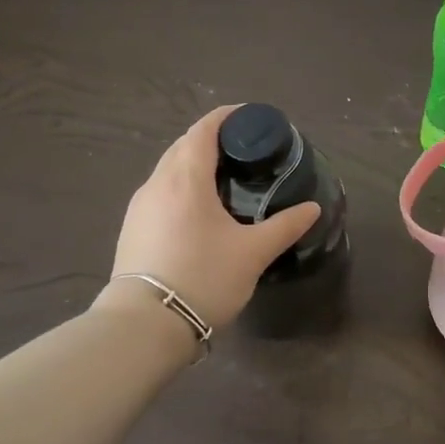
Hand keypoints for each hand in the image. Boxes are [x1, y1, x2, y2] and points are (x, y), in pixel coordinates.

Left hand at [110, 106, 320, 327]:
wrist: (144, 326)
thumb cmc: (203, 278)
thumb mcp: (253, 253)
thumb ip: (284, 226)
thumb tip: (312, 208)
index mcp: (185, 178)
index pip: (204, 129)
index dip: (227, 117)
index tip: (251, 118)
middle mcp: (157, 183)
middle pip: (184, 145)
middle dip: (213, 139)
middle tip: (245, 149)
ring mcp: (140, 207)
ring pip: (169, 169)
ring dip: (195, 163)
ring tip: (225, 178)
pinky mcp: (132, 229)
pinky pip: (161, 191)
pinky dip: (182, 186)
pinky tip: (200, 209)